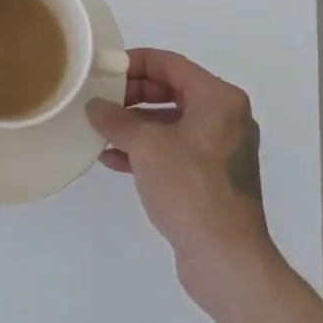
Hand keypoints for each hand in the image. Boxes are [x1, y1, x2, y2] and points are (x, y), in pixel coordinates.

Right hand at [87, 49, 276, 300]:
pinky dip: (146, 150)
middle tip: (99, 101)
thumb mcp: (147, 146)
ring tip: (100, 130)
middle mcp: (225, 117)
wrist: (226, 259)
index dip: (135, 62)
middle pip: (171, 91)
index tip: (104, 70)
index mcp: (219, 98)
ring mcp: (220, 149)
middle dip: (132, 95)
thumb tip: (95, 106)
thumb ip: (117, 120)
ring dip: (135, 125)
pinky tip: (114, 159)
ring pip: (170, 122)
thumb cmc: (190, 188)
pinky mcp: (211, 178)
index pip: (170, 63)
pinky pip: (174, 150)